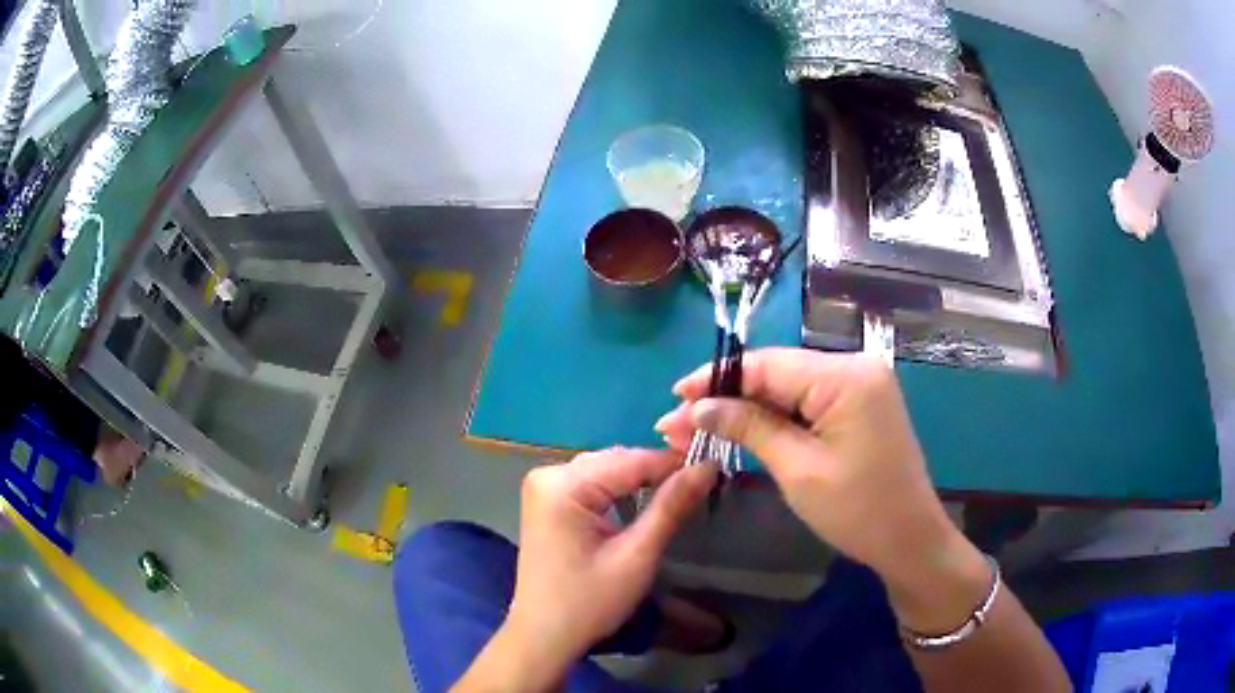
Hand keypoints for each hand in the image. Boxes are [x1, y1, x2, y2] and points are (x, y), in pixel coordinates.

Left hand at [504, 449, 715, 668]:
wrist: (544, 636)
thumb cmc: (589, 602)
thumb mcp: (636, 556)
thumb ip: (671, 507)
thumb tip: (708, 466)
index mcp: (563, 485)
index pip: (630, 460)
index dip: (675, 462)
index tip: (715, 466)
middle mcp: (548, 475)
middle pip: (615, 461)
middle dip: (657, 471)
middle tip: (702, 480)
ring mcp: (544, 488)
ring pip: (605, 470)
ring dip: (640, 480)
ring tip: (680, 490)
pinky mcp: (547, 503)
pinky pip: (591, 484)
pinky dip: (619, 491)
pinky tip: (643, 501)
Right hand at [656, 349, 987, 632]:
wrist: (909, 540)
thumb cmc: (858, 511)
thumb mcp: (797, 469)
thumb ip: (749, 428)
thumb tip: (697, 407)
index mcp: (846, 376)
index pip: (767, 364)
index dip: (716, 378)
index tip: (674, 398)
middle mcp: (855, 367)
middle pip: (776, 374)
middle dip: (725, 399)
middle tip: (676, 424)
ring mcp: (860, 385)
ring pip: (788, 389)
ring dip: (745, 410)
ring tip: (697, 430)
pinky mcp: (859, 405)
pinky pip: (807, 403)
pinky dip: (774, 419)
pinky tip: (740, 431)